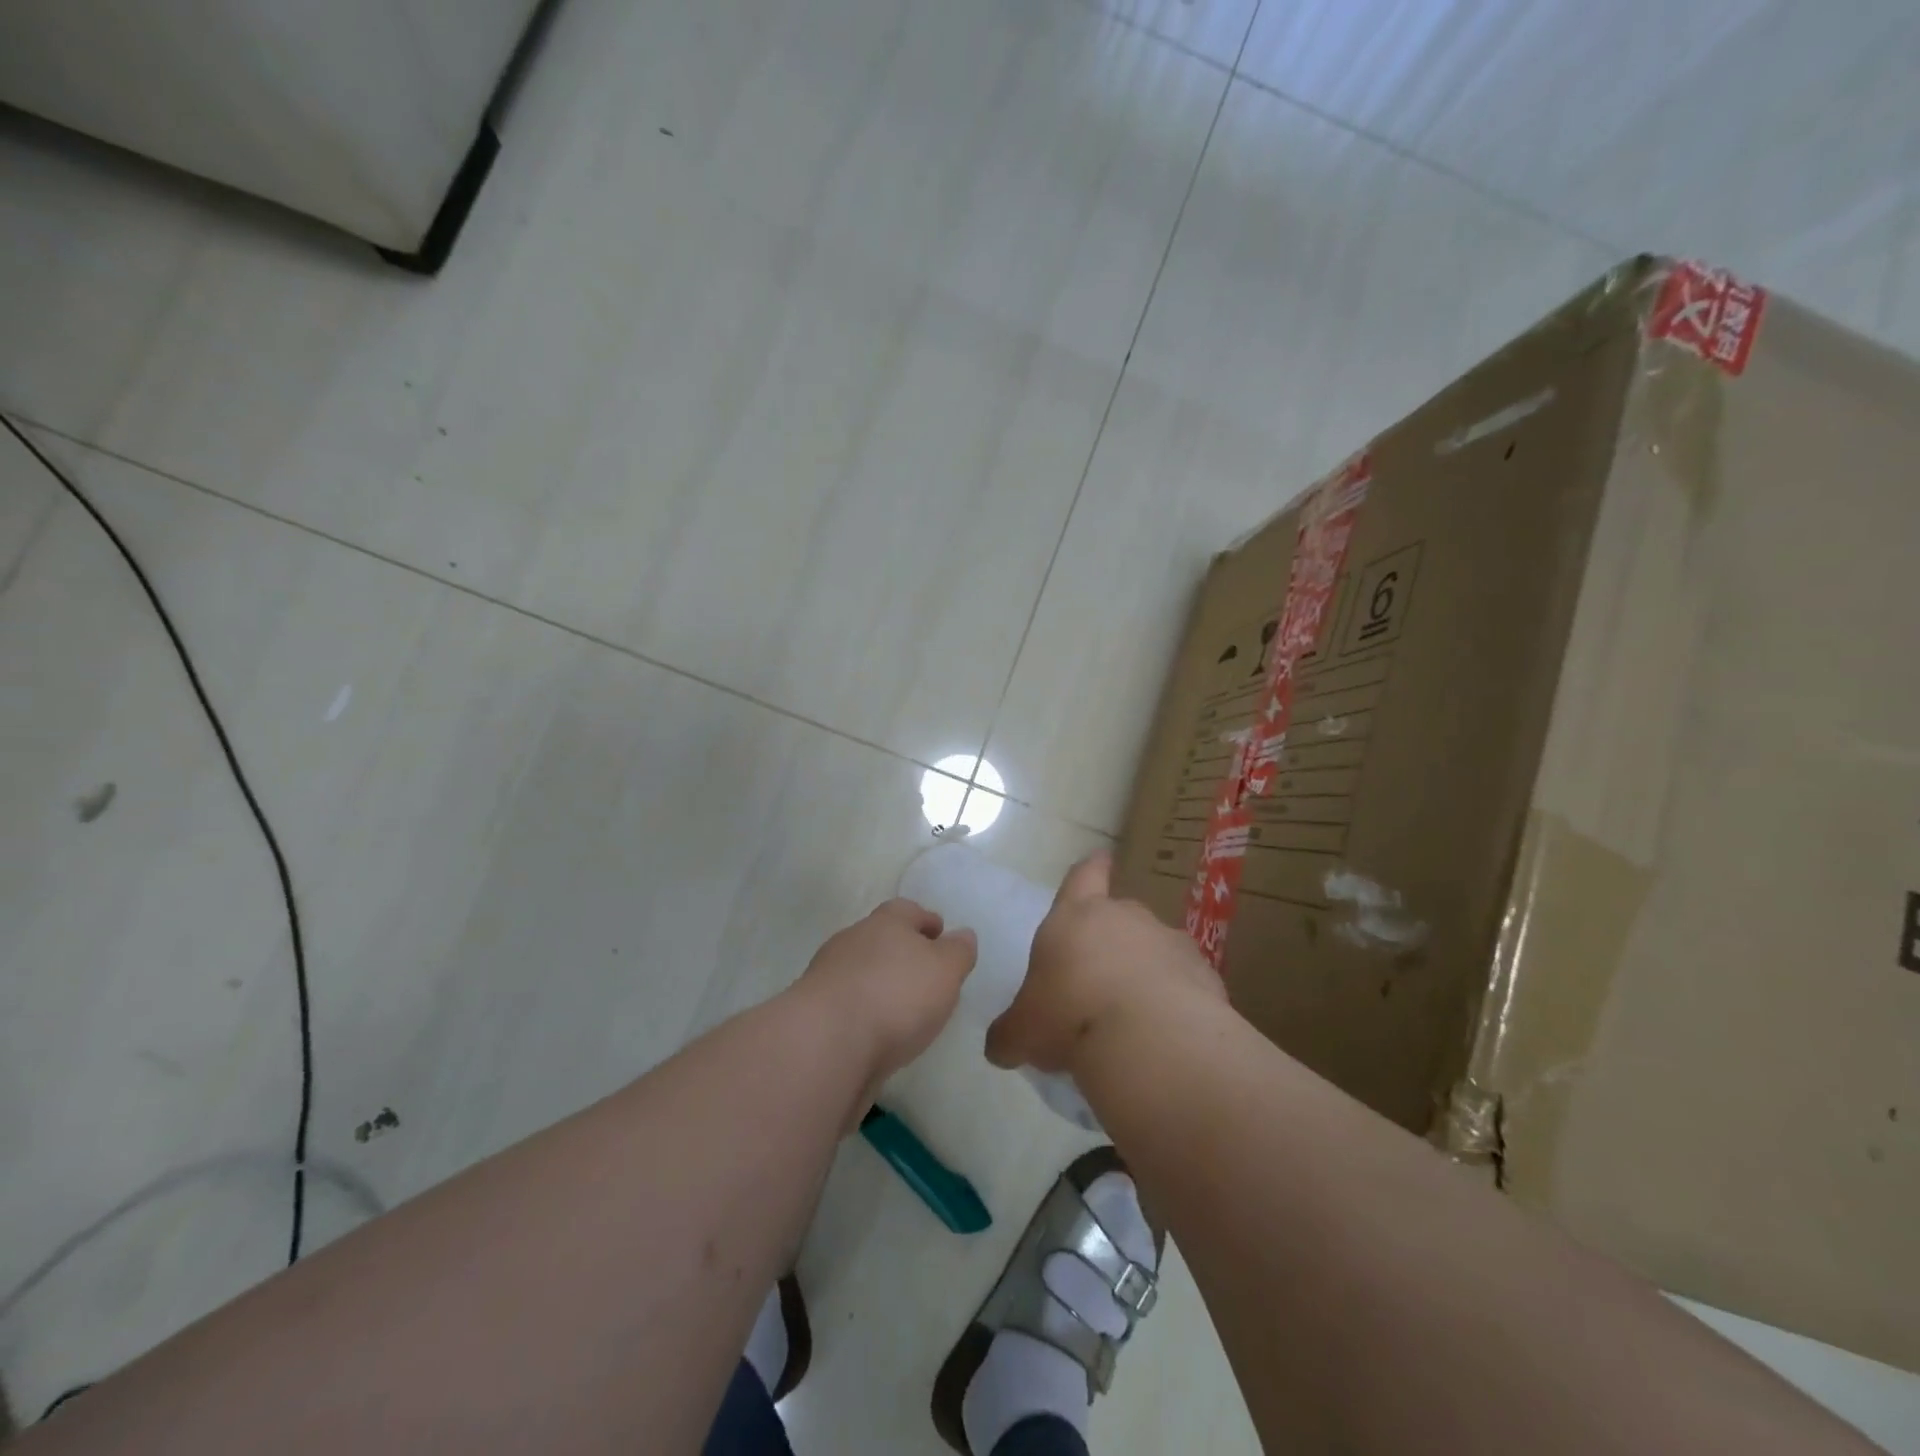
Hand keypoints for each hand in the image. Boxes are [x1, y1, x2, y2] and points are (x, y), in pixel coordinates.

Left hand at [798, 898, 976, 1100]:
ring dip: (879, 984)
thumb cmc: (896, 996)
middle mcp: (852, 941)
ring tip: (902, 1010)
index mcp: (885, 922)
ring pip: (860, 972)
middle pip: (880, 938)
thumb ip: (958, 952)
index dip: (925, 920)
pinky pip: (846, 1005)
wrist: (826, 1043)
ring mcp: (827, 976)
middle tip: (925, 974)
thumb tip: (962, 935)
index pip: (907, 910)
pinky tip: (876, 1033)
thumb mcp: (945, 970)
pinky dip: (862, 1013)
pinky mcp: (813, 1014)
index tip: (940, 934)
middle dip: (901, 952)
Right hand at [987, 852, 1222, 1074]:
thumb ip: (1011, 1032)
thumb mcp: (1023, 1031)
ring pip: (1154, 948)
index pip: (1083, 876)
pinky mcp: (1204, 974)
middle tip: (1099, 979)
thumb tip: (1001, 1046)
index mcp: (1075, 917)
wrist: (1150, 1039)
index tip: (1101, 857)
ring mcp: (1169, 942)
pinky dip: (1176, 999)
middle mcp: (1124, 917)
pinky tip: (1166, 1032)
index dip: (1090, 869)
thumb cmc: (1070, 1017)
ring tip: (1135, 1015)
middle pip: (1119, 915)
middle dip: (1112, 940)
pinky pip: (1184, 982)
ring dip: (1145, 971)